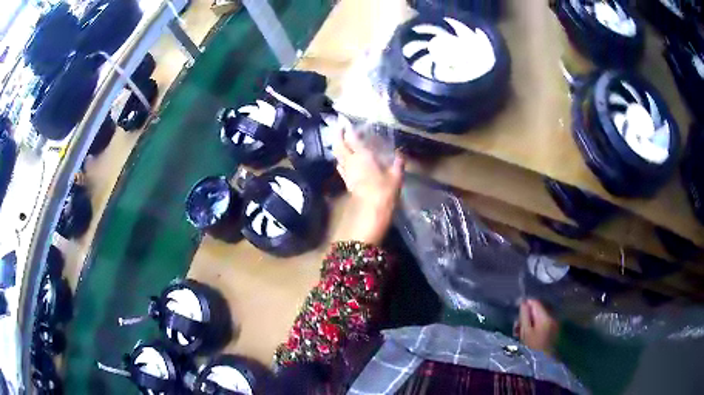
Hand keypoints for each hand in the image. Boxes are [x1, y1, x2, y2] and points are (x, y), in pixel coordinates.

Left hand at [333, 127, 404, 244]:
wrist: (369, 213)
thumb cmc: (384, 192)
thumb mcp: (396, 177)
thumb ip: (397, 164)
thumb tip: (400, 154)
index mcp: (363, 156)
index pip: (352, 139)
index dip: (348, 130)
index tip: (346, 122)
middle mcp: (351, 162)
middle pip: (340, 145)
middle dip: (338, 135)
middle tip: (338, 128)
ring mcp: (347, 172)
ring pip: (338, 156)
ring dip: (337, 147)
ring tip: (339, 141)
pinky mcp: (346, 182)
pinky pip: (341, 167)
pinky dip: (340, 160)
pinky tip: (343, 161)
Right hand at [515, 299, 558, 355]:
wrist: (546, 358)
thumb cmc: (534, 346)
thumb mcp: (526, 332)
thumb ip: (524, 317)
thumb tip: (523, 303)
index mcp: (545, 316)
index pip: (535, 302)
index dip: (526, 303)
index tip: (517, 309)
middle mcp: (552, 315)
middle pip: (538, 308)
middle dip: (528, 313)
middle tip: (517, 324)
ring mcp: (554, 321)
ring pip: (540, 315)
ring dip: (531, 319)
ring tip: (521, 330)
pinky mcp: (554, 327)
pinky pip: (543, 320)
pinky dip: (536, 324)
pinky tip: (529, 332)